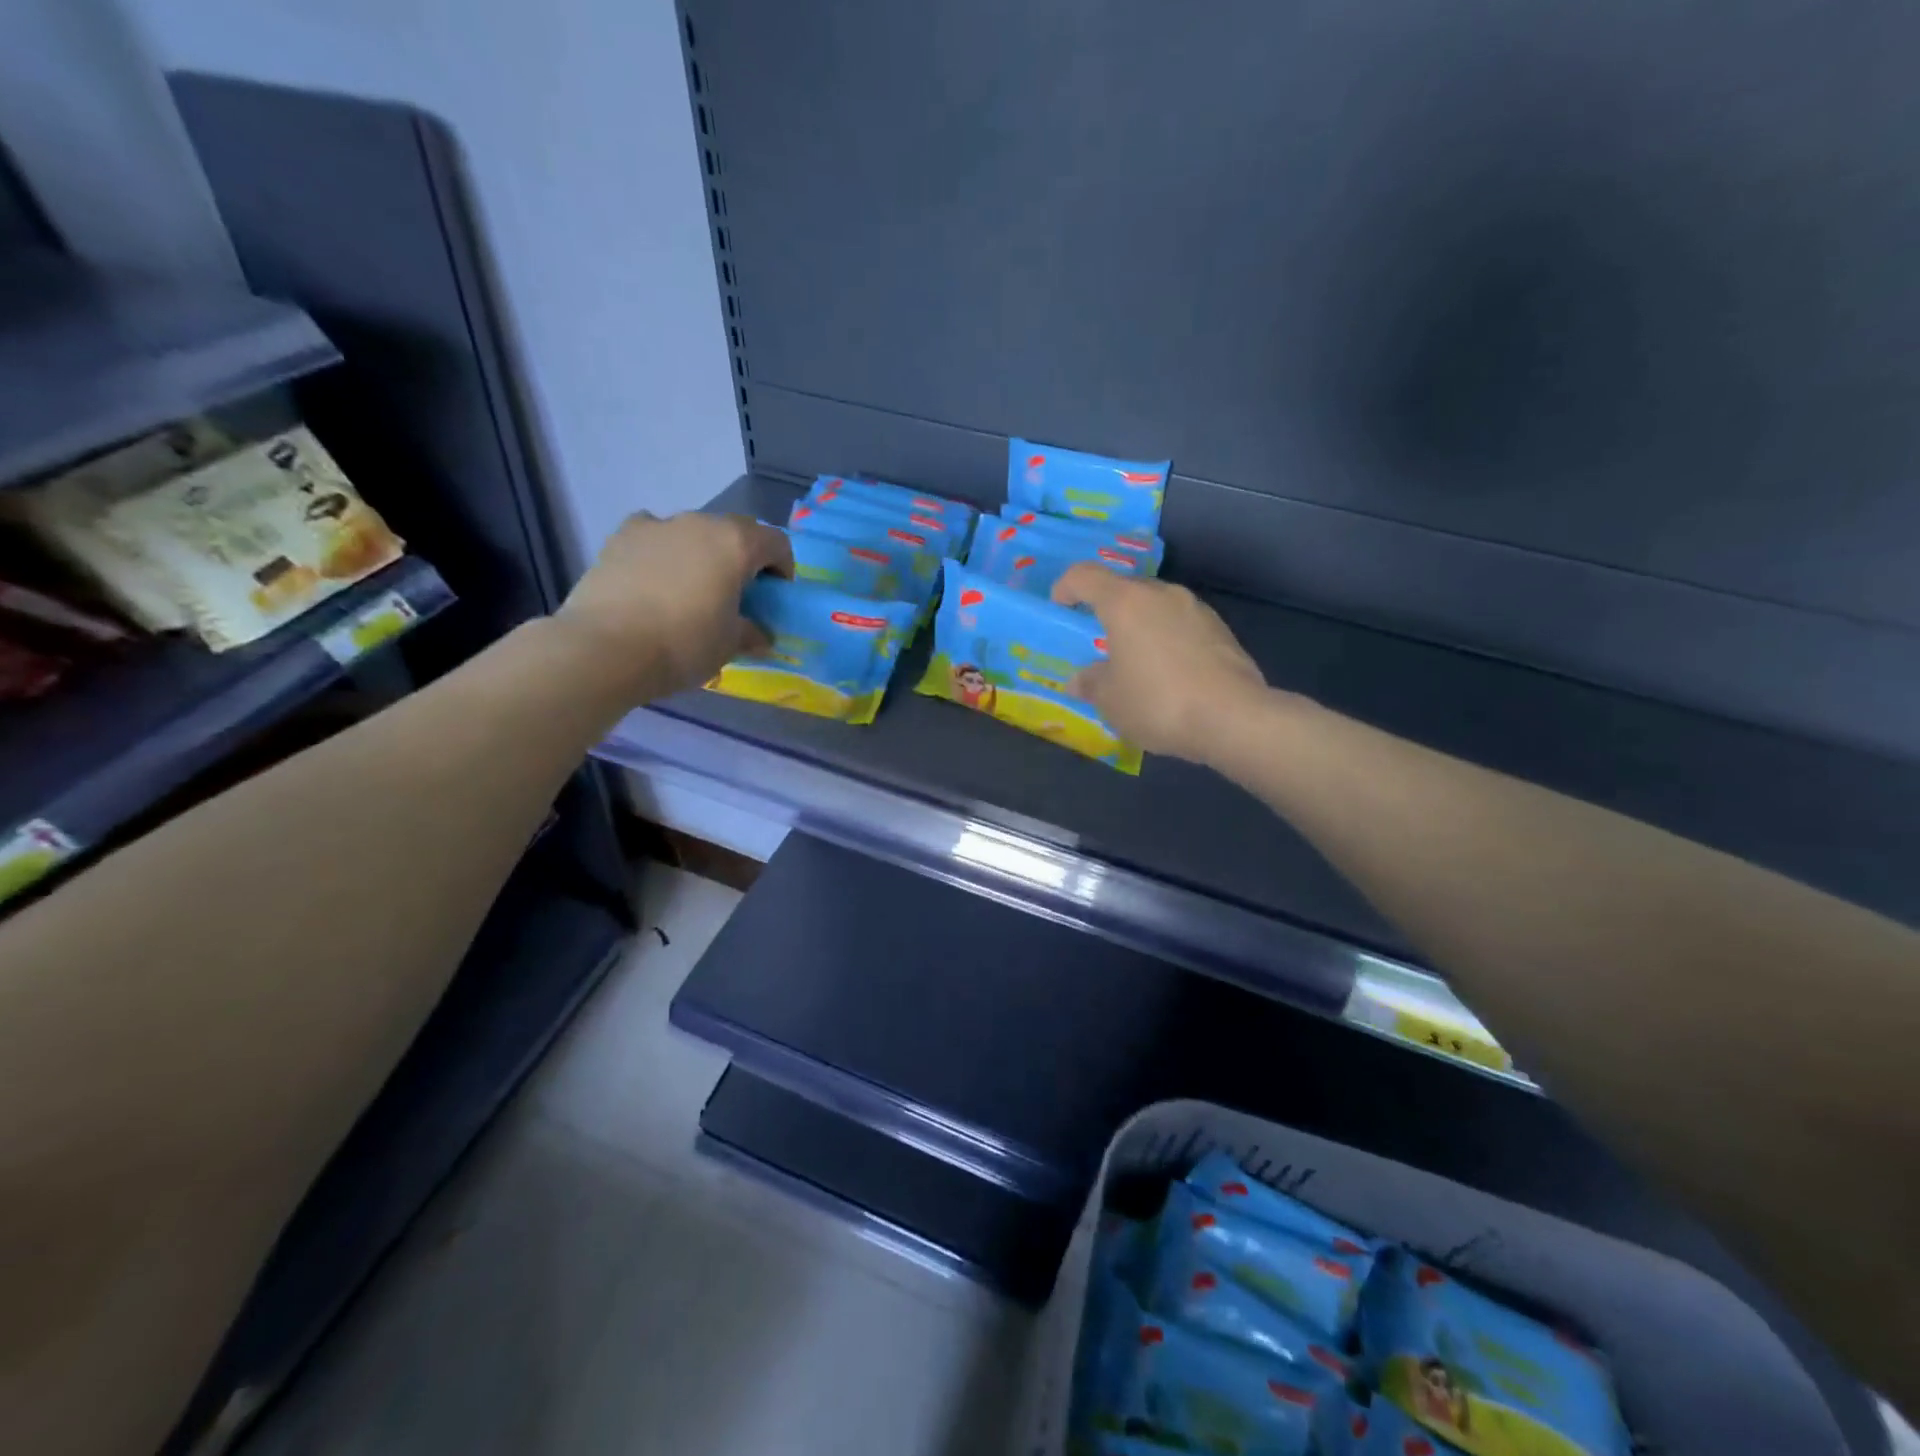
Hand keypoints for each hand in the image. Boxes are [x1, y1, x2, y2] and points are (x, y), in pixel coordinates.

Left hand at [553, 511, 791, 704]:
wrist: (605, 648)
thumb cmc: (684, 644)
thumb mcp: (729, 645)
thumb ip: (751, 633)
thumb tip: (760, 635)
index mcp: (736, 543)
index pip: (776, 543)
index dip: (783, 569)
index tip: (775, 597)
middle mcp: (699, 522)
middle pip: (735, 532)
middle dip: (743, 558)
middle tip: (738, 593)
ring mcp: (657, 525)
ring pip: (693, 532)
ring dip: (703, 553)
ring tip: (693, 589)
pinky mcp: (620, 537)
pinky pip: (654, 536)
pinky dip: (663, 551)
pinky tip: (655, 580)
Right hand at [1051, 563, 1270, 762]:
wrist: (1233, 718)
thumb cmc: (1157, 702)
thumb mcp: (1110, 700)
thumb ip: (1090, 683)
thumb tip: (1080, 679)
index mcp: (1125, 602)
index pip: (1084, 576)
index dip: (1065, 587)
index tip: (1060, 608)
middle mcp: (1161, 594)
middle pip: (1124, 588)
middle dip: (1106, 609)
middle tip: (1098, 640)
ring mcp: (1196, 609)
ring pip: (1156, 606)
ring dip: (1140, 625)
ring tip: (1136, 660)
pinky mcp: (1221, 630)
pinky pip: (1181, 625)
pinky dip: (1167, 640)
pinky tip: (1169, 673)